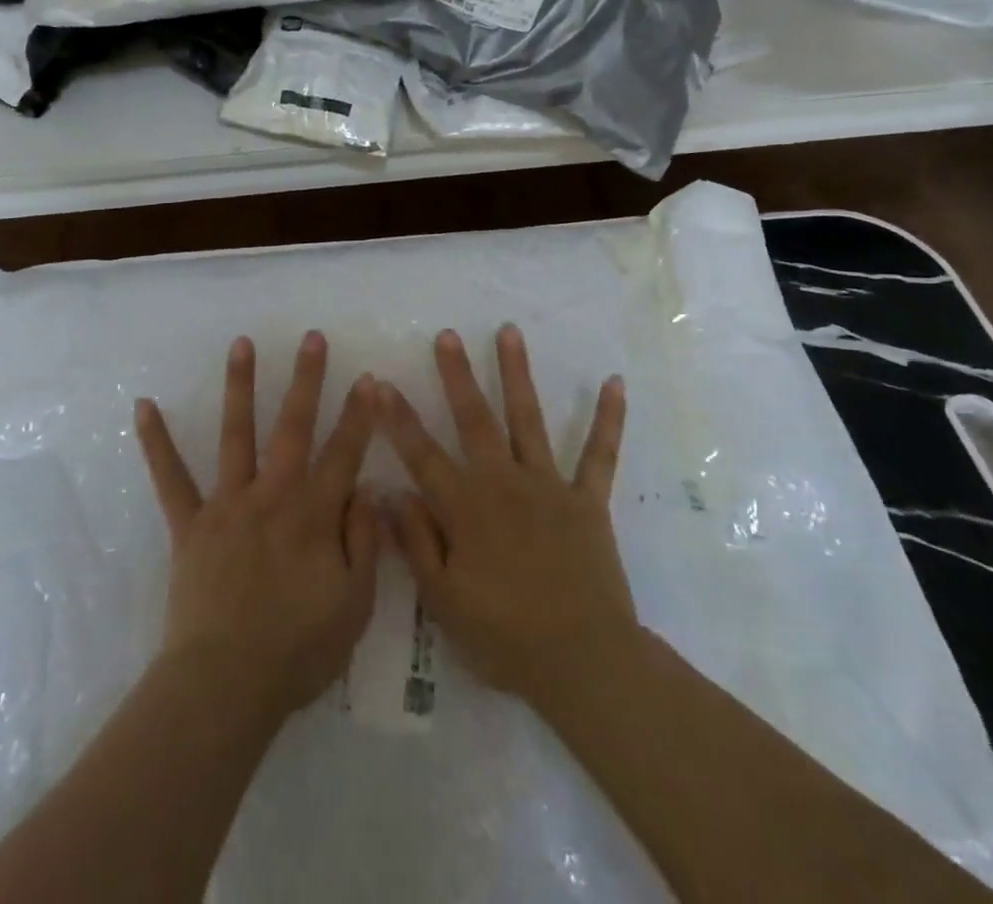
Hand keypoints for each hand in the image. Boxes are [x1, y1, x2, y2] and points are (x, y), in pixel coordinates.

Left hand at [135, 331, 380, 724]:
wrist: (224, 686)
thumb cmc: (296, 651)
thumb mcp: (354, 605)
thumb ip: (364, 542)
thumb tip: (367, 490)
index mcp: (313, 515)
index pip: (345, 454)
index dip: (360, 416)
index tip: (369, 379)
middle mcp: (271, 496)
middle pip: (293, 428)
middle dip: (306, 380)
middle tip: (312, 338)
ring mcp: (227, 505)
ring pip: (235, 434)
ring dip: (240, 386)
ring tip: (242, 344)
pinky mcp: (190, 525)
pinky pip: (170, 478)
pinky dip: (156, 442)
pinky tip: (143, 406)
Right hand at [378, 324, 633, 711]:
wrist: (583, 661)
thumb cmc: (505, 636)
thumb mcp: (444, 601)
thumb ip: (416, 543)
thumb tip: (392, 492)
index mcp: (466, 507)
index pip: (421, 453)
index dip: (396, 418)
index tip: (377, 383)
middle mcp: (503, 482)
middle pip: (474, 419)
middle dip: (457, 375)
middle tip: (447, 335)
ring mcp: (547, 486)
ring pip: (527, 418)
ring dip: (517, 373)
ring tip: (509, 332)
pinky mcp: (586, 500)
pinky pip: (598, 454)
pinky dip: (608, 419)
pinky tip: (615, 383)